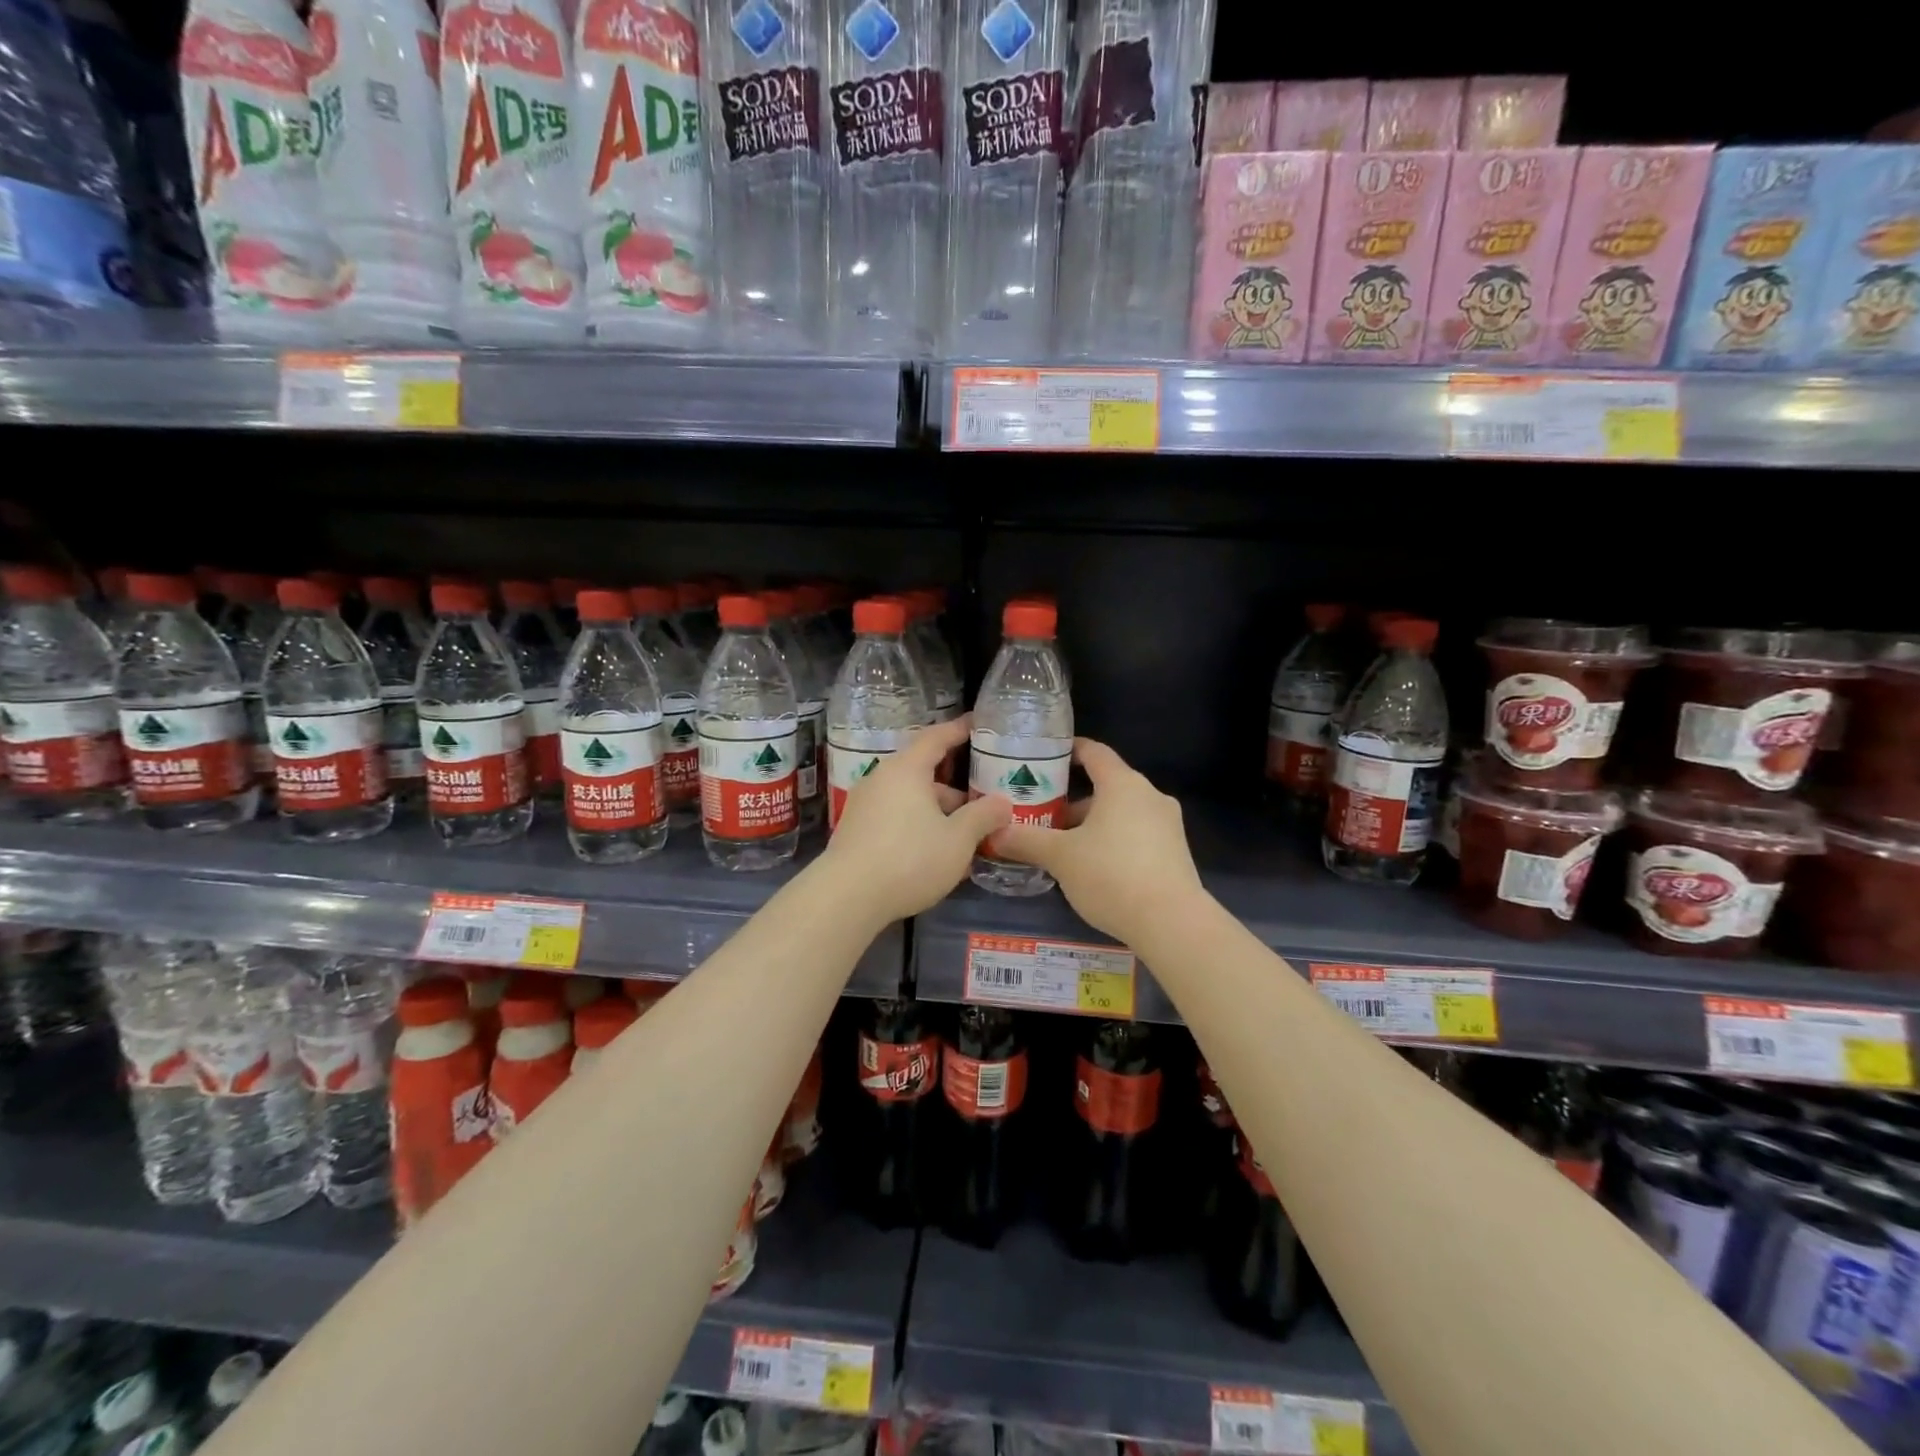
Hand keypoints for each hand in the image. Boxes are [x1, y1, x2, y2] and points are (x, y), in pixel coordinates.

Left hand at [822, 715, 1011, 922]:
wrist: (847, 898)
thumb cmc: (910, 859)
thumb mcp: (958, 840)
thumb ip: (983, 817)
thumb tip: (1002, 803)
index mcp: (907, 770)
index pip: (936, 738)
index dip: (958, 730)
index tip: (976, 723)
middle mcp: (882, 779)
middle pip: (923, 773)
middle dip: (954, 790)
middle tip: (981, 806)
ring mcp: (864, 806)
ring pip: (910, 801)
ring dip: (937, 815)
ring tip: (964, 840)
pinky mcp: (855, 832)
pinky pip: (895, 819)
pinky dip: (918, 828)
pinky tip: (935, 856)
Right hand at [992, 738, 1205, 945]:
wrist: (1171, 922)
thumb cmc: (1111, 874)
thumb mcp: (1060, 857)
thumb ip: (1026, 841)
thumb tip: (994, 833)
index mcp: (1123, 784)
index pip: (1094, 752)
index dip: (1068, 750)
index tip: (1044, 758)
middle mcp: (1150, 796)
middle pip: (1106, 786)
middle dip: (1072, 800)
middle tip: (1041, 816)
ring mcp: (1167, 824)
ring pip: (1121, 813)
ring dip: (1092, 824)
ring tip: (1062, 847)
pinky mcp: (1175, 852)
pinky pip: (1137, 834)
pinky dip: (1113, 841)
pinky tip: (1093, 868)